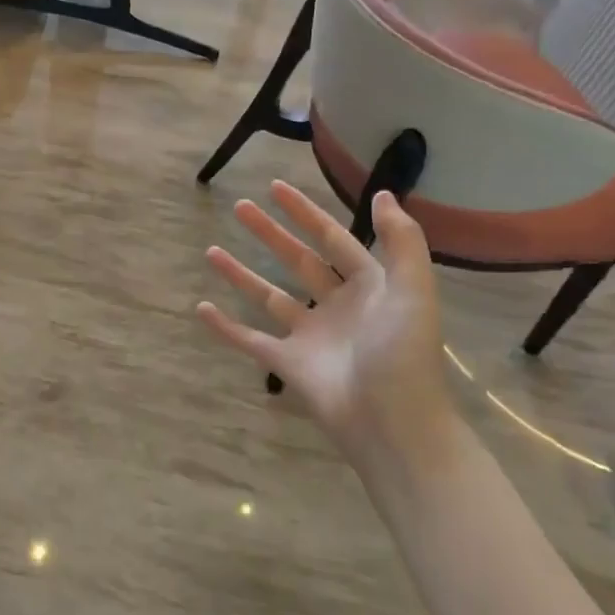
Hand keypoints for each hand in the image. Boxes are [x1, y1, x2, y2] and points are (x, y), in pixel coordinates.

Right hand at [197, 183, 453, 457]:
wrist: (395, 426)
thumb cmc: (403, 355)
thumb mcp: (412, 292)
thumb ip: (402, 242)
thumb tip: (384, 194)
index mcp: (370, 287)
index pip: (332, 238)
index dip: (306, 213)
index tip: (276, 188)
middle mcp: (337, 307)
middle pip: (297, 260)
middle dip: (269, 233)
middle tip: (239, 207)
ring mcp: (310, 337)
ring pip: (268, 296)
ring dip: (241, 273)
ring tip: (211, 251)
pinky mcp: (288, 365)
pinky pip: (250, 340)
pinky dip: (225, 327)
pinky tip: (201, 308)